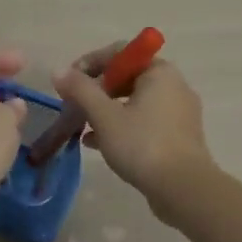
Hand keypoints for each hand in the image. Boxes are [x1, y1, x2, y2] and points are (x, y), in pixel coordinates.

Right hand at [53, 44, 213, 219]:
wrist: (183, 189)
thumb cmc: (142, 144)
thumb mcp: (104, 116)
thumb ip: (80, 90)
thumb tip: (58, 71)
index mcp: (159, 72)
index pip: (120, 52)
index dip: (90, 62)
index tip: (69, 82)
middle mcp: (173, 85)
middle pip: (127, 77)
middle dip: (96, 90)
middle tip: (74, 106)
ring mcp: (179, 112)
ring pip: (134, 102)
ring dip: (106, 110)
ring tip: (81, 126)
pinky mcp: (178, 136)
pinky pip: (144, 122)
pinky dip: (121, 127)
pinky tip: (96, 144)